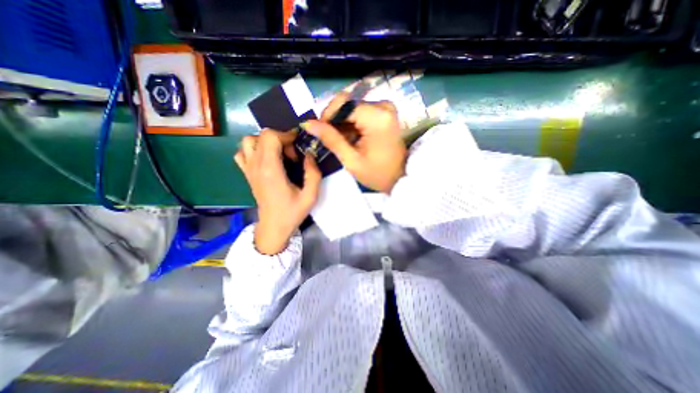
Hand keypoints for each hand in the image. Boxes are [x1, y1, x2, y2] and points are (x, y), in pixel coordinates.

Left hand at [235, 129, 322, 253]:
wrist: (273, 227)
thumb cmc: (292, 212)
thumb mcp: (310, 195)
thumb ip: (313, 173)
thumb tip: (309, 154)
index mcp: (271, 170)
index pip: (271, 137)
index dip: (287, 135)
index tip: (298, 147)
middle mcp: (256, 166)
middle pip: (261, 135)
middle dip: (280, 139)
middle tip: (292, 154)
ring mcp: (249, 169)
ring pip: (249, 141)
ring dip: (266, 142)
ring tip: (279, 154)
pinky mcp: (247, 173)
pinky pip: (242, 152)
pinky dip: (253, 149)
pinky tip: (266, 159)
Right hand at [300, 94, 405, 194]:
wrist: (399, 178)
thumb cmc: (377, 174)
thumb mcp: (351, 159)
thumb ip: (330, 139)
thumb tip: (308, 123)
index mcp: (377, 116)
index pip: (343, 104)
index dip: (327, 116)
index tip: (319, 131)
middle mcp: (383, 106)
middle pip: (348, 104)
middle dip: (335, 121)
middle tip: (329, 140)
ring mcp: (385, 109)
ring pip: (353, 109)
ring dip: (343, 124)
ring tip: (342, 143)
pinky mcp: (385, 114)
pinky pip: (361, 113)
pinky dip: (352, 125)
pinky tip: (351, 139)